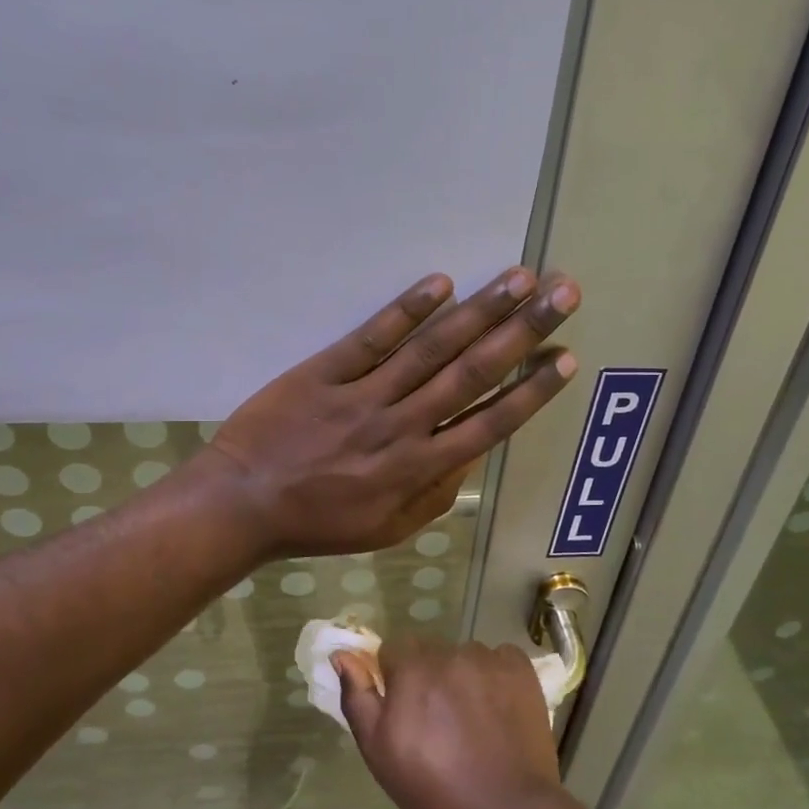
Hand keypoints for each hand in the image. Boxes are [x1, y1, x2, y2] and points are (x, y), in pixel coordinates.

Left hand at [201, 267, 579, 558]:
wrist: (243, 504)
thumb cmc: (318, 523)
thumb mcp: (387, 529)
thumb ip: (435, 496)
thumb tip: (470, 456)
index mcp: (419, 468)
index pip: (490, 422)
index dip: (531, 389)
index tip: (565, 356)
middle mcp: (402, 426)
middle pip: (472, 373)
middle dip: (522, 331)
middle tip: (562, 293)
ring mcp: (363, 396)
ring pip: (431, 349)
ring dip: (479, 311)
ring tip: (519, 279)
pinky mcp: (324, 372)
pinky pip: (371, 338)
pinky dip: (406, 310)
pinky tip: (440, 283)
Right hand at [332, 637, 561, 808]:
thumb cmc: (433, 790)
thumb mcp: (379, 752)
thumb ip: (358, 697)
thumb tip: (342, 656)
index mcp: (411, 669)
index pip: (393, 649)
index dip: (395, 677)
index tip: (405, 710)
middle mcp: (450, 653)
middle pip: (430, 651)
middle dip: (428, 676)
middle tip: (438, 721)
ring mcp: (489, 659)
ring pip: (464, 656)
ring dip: (462, 676)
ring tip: (472, 721)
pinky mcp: (521, 669)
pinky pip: (499, 659)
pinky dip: (495, 677)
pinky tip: (498, 711)